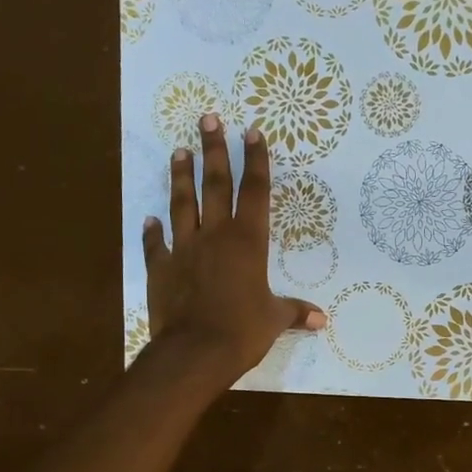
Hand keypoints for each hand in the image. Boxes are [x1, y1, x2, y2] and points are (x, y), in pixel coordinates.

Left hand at [142, 115, 324, 382]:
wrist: (195, 352)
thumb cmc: (243, 331)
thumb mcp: (274, 320)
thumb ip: (295, 312)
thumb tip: (321, 320)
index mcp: (248, 242)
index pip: (254, 192)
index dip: (256, 161)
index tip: (252, 132)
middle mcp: (215, 236)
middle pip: (215, 185)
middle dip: (214, 150)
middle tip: (208, 119)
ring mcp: (184, 249)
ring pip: (182, 204)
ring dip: (181, 177)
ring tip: (180, 151)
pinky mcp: (160, 268)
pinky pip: (156, 244)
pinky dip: (153, 231)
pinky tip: (150, 218)